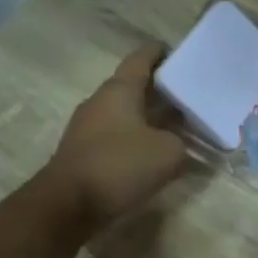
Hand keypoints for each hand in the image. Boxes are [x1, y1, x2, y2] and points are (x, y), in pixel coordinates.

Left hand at [43, 45, 186, 233]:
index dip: (160, 53)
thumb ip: (180, 142)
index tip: (179, 53)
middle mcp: (101, 102)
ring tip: (179, 126)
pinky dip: (138, 138)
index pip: (141, 59)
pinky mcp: (86, 153)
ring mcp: (89, 128)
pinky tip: (156, 153)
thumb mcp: (168, 153)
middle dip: (161, 89)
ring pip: (126, 113)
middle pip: (134, 87)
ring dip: (150, 117)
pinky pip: (118, 136)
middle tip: (189, 95)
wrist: (67, 205)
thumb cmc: (120, 165)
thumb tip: (177, 143)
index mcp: (119, 90)